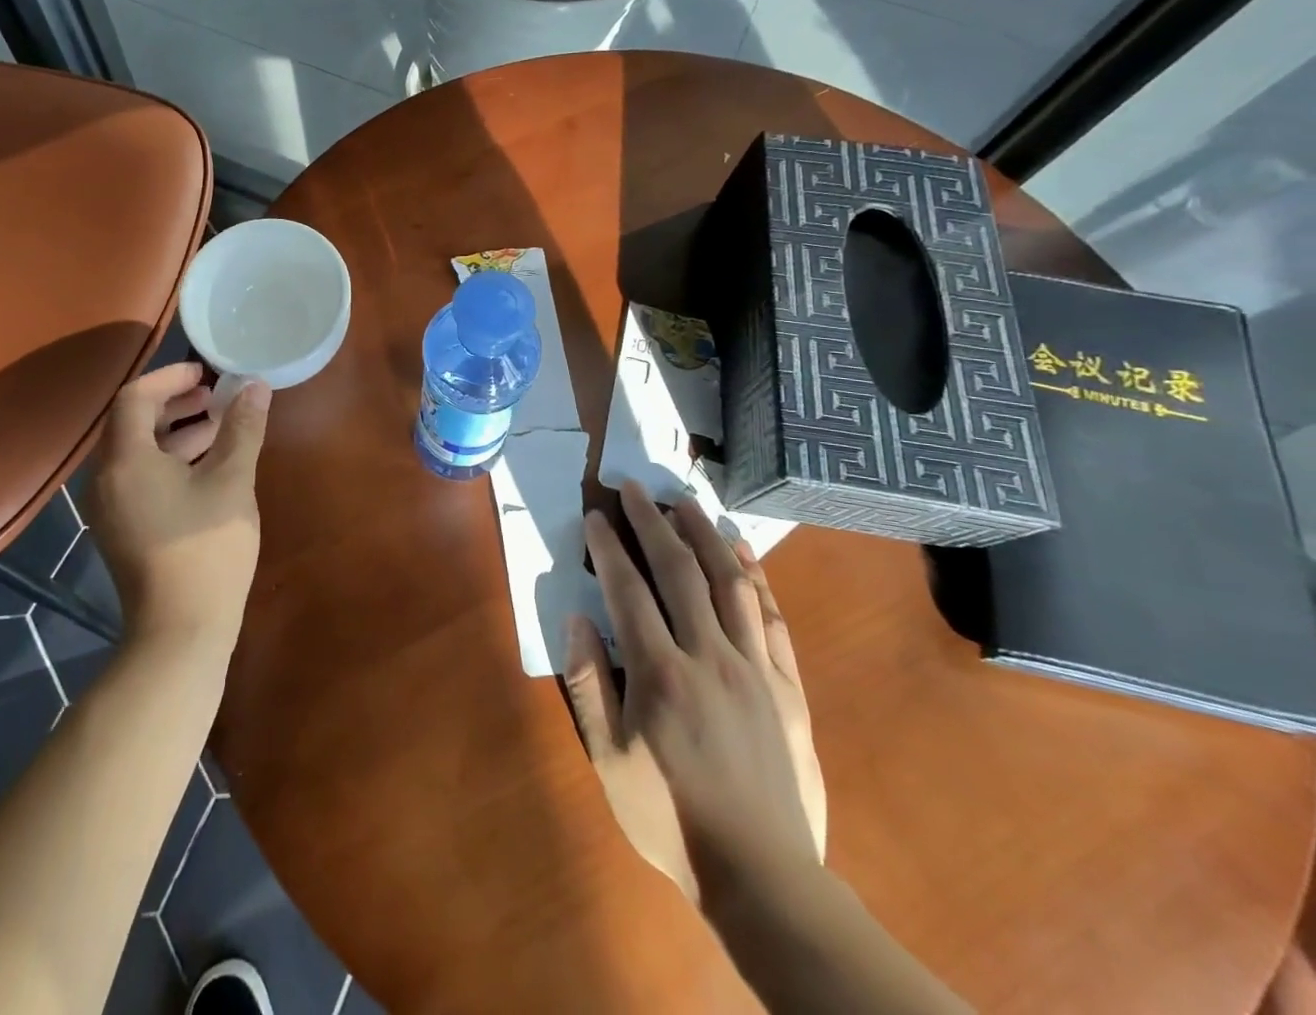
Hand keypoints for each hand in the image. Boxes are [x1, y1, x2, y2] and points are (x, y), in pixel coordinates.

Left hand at [87, 363, 270, 645]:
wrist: (180, 631)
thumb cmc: (206, 549)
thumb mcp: (231, 481)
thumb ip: (242, 428)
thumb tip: (256, 386)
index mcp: (126, 460)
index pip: (135, 397)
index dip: (170, 377)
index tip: (206, 373)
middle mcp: (106, 478)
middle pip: (132, 422)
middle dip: (174, 402)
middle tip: (214, 395)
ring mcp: (110, 507)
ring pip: (137, 451)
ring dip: (175, 431)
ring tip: (218, 425)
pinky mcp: (122, 527)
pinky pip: (139, 476)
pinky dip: (169, 459)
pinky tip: (206, 466)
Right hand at [577, 481, 823, 903]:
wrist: (763, 876)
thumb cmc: (670, 817)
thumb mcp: (608, 759)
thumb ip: (589, 683)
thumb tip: (577, 618)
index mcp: (659, 675)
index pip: (628, 590)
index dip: (609, 546)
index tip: (596, 514)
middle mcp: (708, 657)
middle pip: (679, 571)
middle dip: (652, 522)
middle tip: (635, 487)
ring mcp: (754, 669)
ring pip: (729, 583)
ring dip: (705, 535)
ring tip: (685, 501)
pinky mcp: (788, 687)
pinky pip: (773, 619)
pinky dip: (757, 578)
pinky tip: (743, 552)